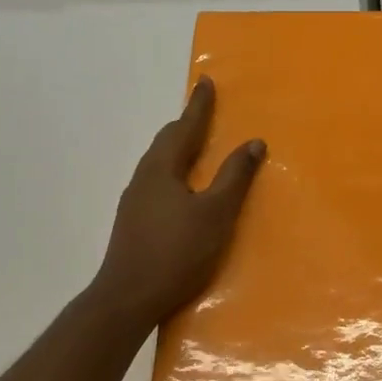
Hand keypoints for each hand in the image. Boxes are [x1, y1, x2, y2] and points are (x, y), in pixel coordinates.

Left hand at [93, 77, 265, 328]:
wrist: (128, 298)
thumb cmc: (177, 252)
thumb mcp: (215, 214)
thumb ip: (234, 177)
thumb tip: (253, 142)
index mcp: (162, 169)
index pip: (184, 127)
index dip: (199, 106)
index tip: (206, 82)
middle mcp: (143, 178)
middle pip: (166, 142)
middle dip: (186, 125)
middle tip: (204, 114)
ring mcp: (134, 201)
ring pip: (159, 163)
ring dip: (178, 150)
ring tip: (196, 148)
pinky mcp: (133, 222)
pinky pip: (156, 182)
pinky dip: (173, 172)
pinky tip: (181, 190)